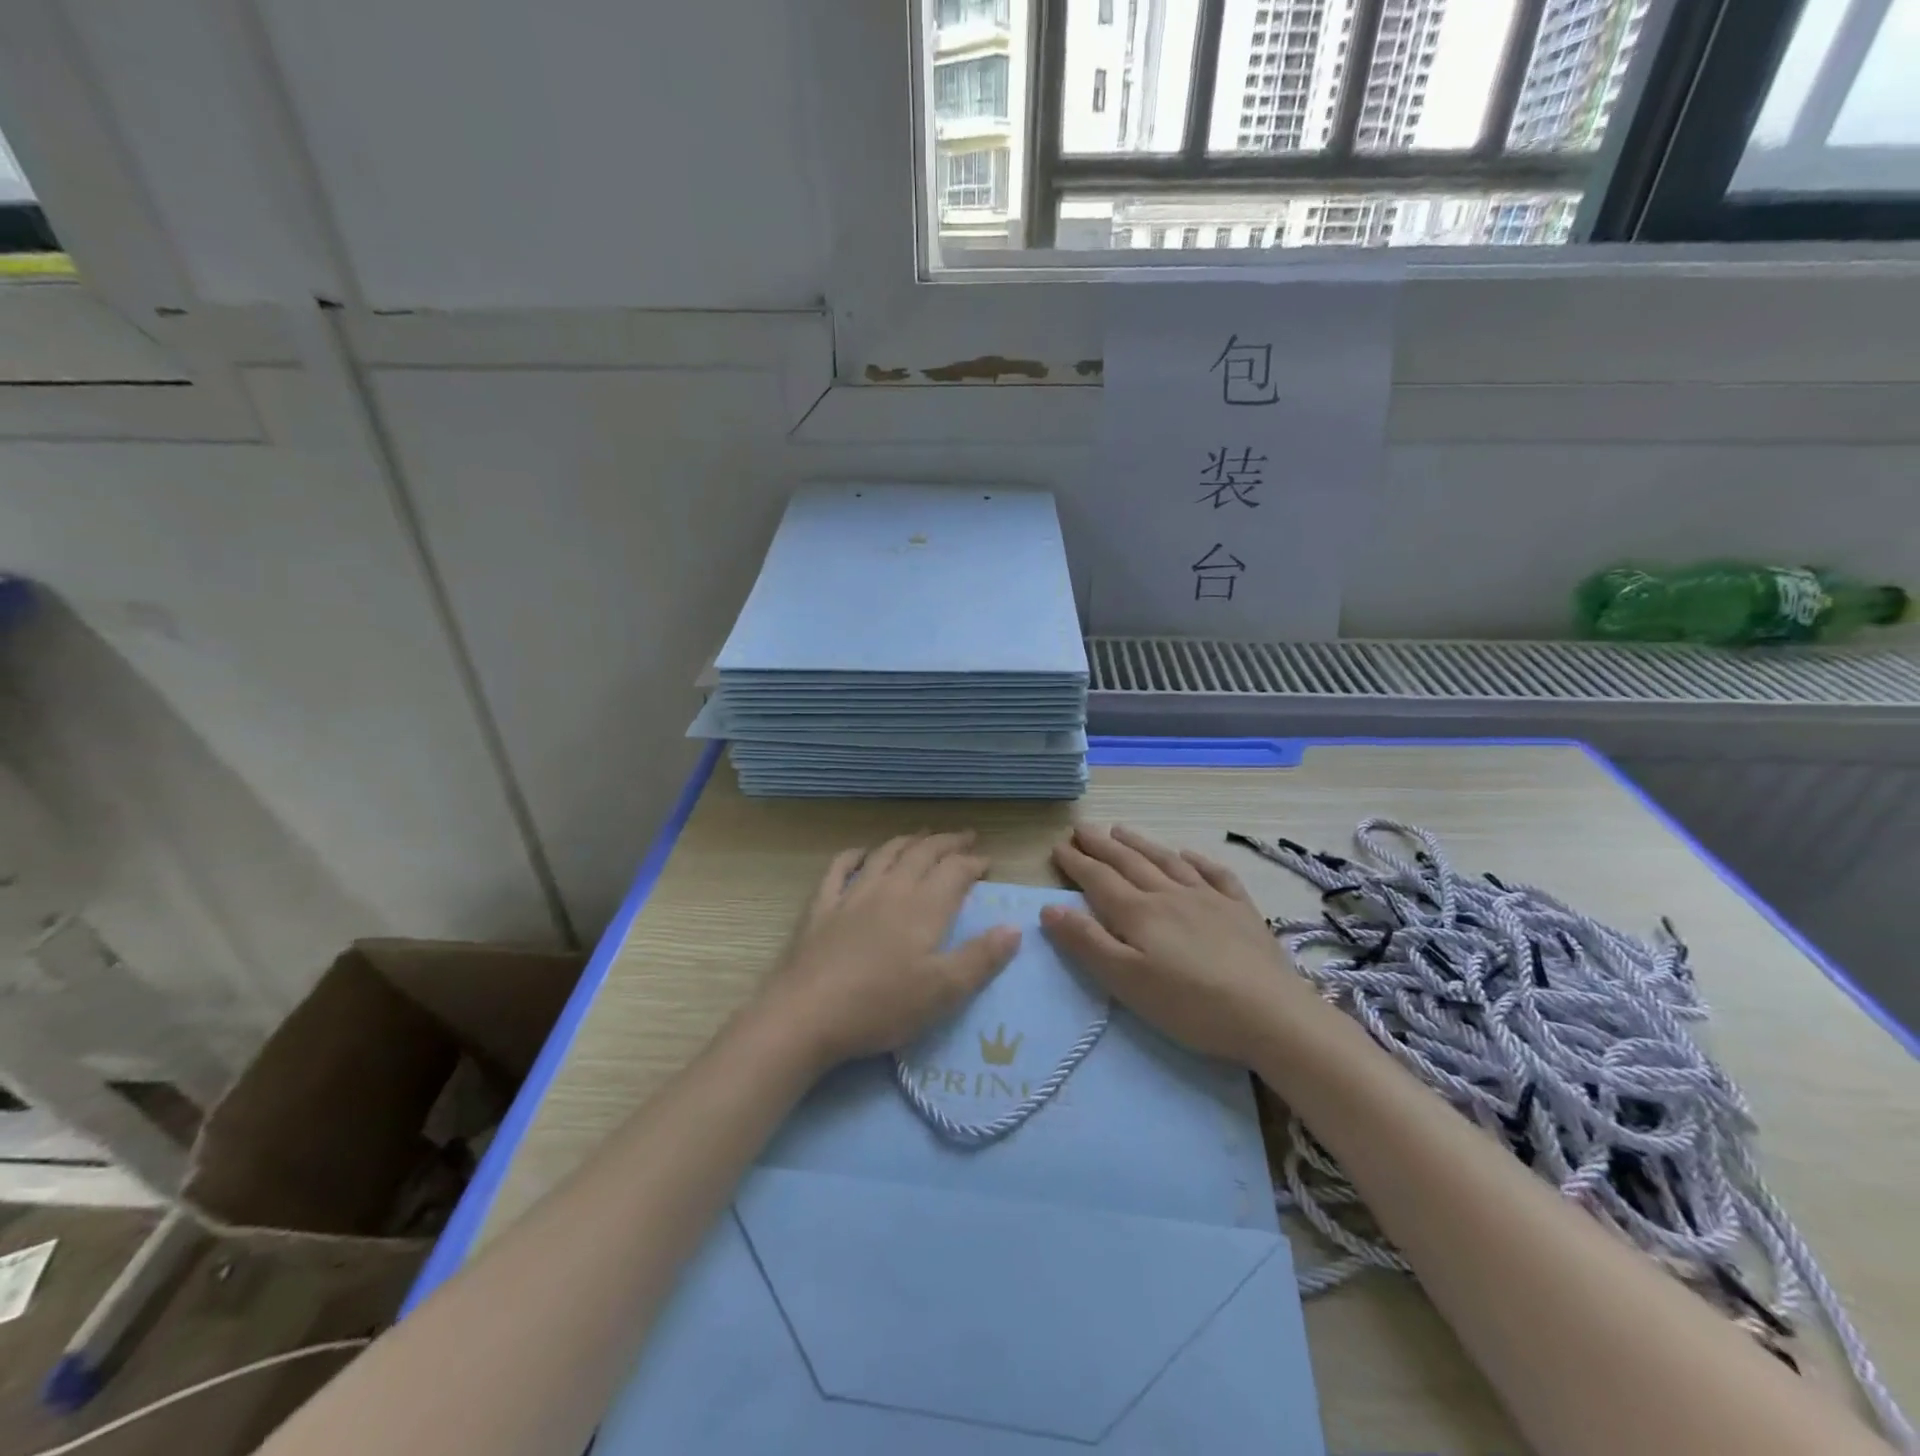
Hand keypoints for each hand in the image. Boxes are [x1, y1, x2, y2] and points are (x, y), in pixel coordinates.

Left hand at [757, 831, 1020, 1070]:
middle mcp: (891, 889)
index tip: (988, 863)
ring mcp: (853, 894)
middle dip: (947, 843)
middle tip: (965, 837)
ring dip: (908, 841)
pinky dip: (854, 855)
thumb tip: (1014, 927)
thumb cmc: (882, 1005)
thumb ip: (981, 958)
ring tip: (923, 836)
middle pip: (923, 854)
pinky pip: (839, 868)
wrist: (808, 1014)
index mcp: (924, 907)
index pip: (955, 871)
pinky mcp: (822, 907)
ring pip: (886, 854)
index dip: (974, 863)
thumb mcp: (944, 991)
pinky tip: (862, 853)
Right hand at [1042, 824, 1297, 1065]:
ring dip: (1141, 843)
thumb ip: (1087, 943)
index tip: (1058, 846)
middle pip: (1129, 862)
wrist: (1271, 1014)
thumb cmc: (1190, 1005)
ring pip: (1167, 861)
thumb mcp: (1127, 982)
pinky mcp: (1241, 911)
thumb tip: (1049, 908)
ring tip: (1121, 830)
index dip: (1077, 862)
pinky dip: (1197, 860)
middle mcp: (1170, 894)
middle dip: (1101, 845)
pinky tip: (1188, 854)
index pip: (1099, 879)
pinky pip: (1215, 875)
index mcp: (1140, 913)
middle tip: (1081, 827)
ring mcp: (1209, 899)